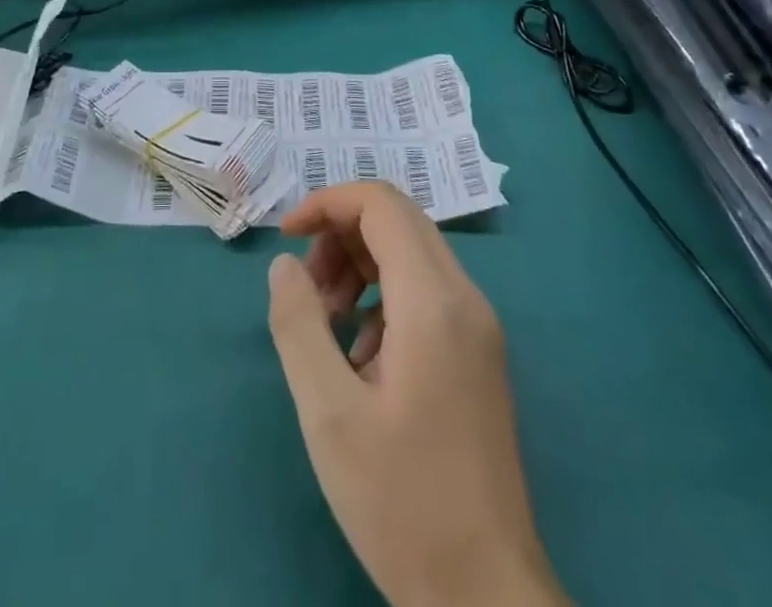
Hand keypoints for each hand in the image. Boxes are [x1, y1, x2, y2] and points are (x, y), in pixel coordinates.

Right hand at [268, 183, 567, 606]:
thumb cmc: (402, 503)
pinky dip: (382, 297)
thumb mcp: (329, 413)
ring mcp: (478, 327)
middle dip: (340, 235)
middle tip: (307, 289)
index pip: (381, 204)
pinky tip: (360, 358)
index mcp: (433, 302)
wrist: (485, 598)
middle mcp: (465, 298)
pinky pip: (424, 291)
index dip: (327, 203)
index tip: (285, 237)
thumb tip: (286, 263)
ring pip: (411, 253)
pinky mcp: (478, 354)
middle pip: (397, 220)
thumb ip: (299, 324)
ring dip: (359, 266)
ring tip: (327, 324)